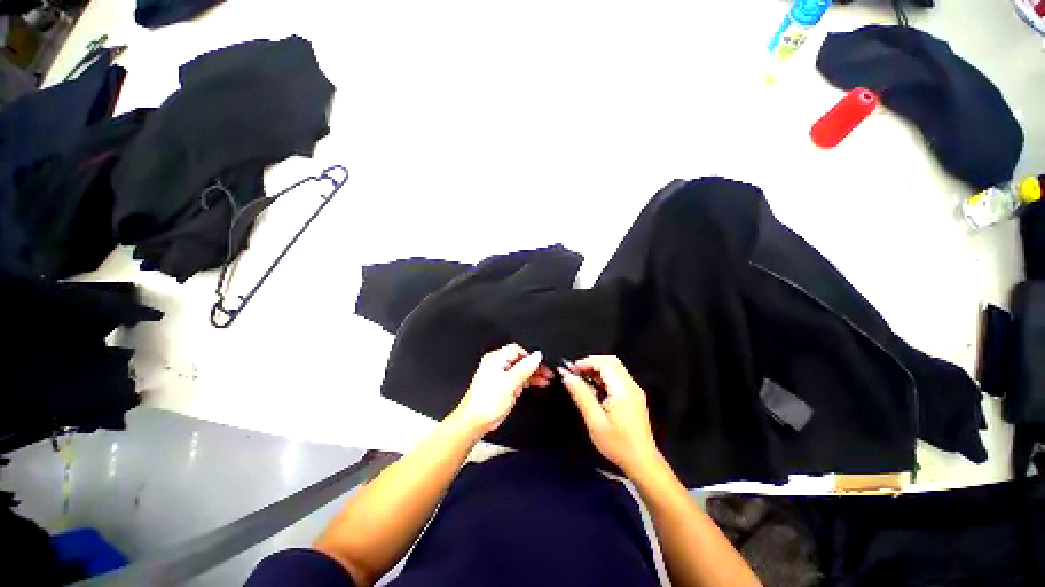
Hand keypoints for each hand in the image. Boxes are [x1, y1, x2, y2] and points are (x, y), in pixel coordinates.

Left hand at [454, 343, 552, 435]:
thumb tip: (536, 356)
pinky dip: (530, 380)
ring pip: (522, 369)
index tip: (542, 363)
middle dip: (535, 365)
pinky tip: (540, 382)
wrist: (476, 421)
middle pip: (521, 359)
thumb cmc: (485, 403)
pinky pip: (520, 377)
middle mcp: (498, 364)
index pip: (517, 349)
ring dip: (535, 373)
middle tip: (548, 371)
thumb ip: (524, 368)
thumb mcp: (509, 383)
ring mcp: (501, 375)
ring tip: (547, 378)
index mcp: (495, 359)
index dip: (530, 355)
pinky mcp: (505, 384)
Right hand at [560, 356, 659, 475]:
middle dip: (591, 363)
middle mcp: (631, 385)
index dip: (586, 362)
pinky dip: (604, 378)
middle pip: (611, 362)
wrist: (642, 462)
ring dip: (597, 370)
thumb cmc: (617, 443)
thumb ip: (581, 394)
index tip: (571, 370)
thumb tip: (567, 376)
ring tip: (582, 381)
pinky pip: (618, 378)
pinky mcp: (634, 397)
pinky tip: (594, 390)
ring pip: (615, 369)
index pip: (605, 363)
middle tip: (576, 374)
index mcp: (623, 389)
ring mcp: (634, 391)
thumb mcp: (594, 420)